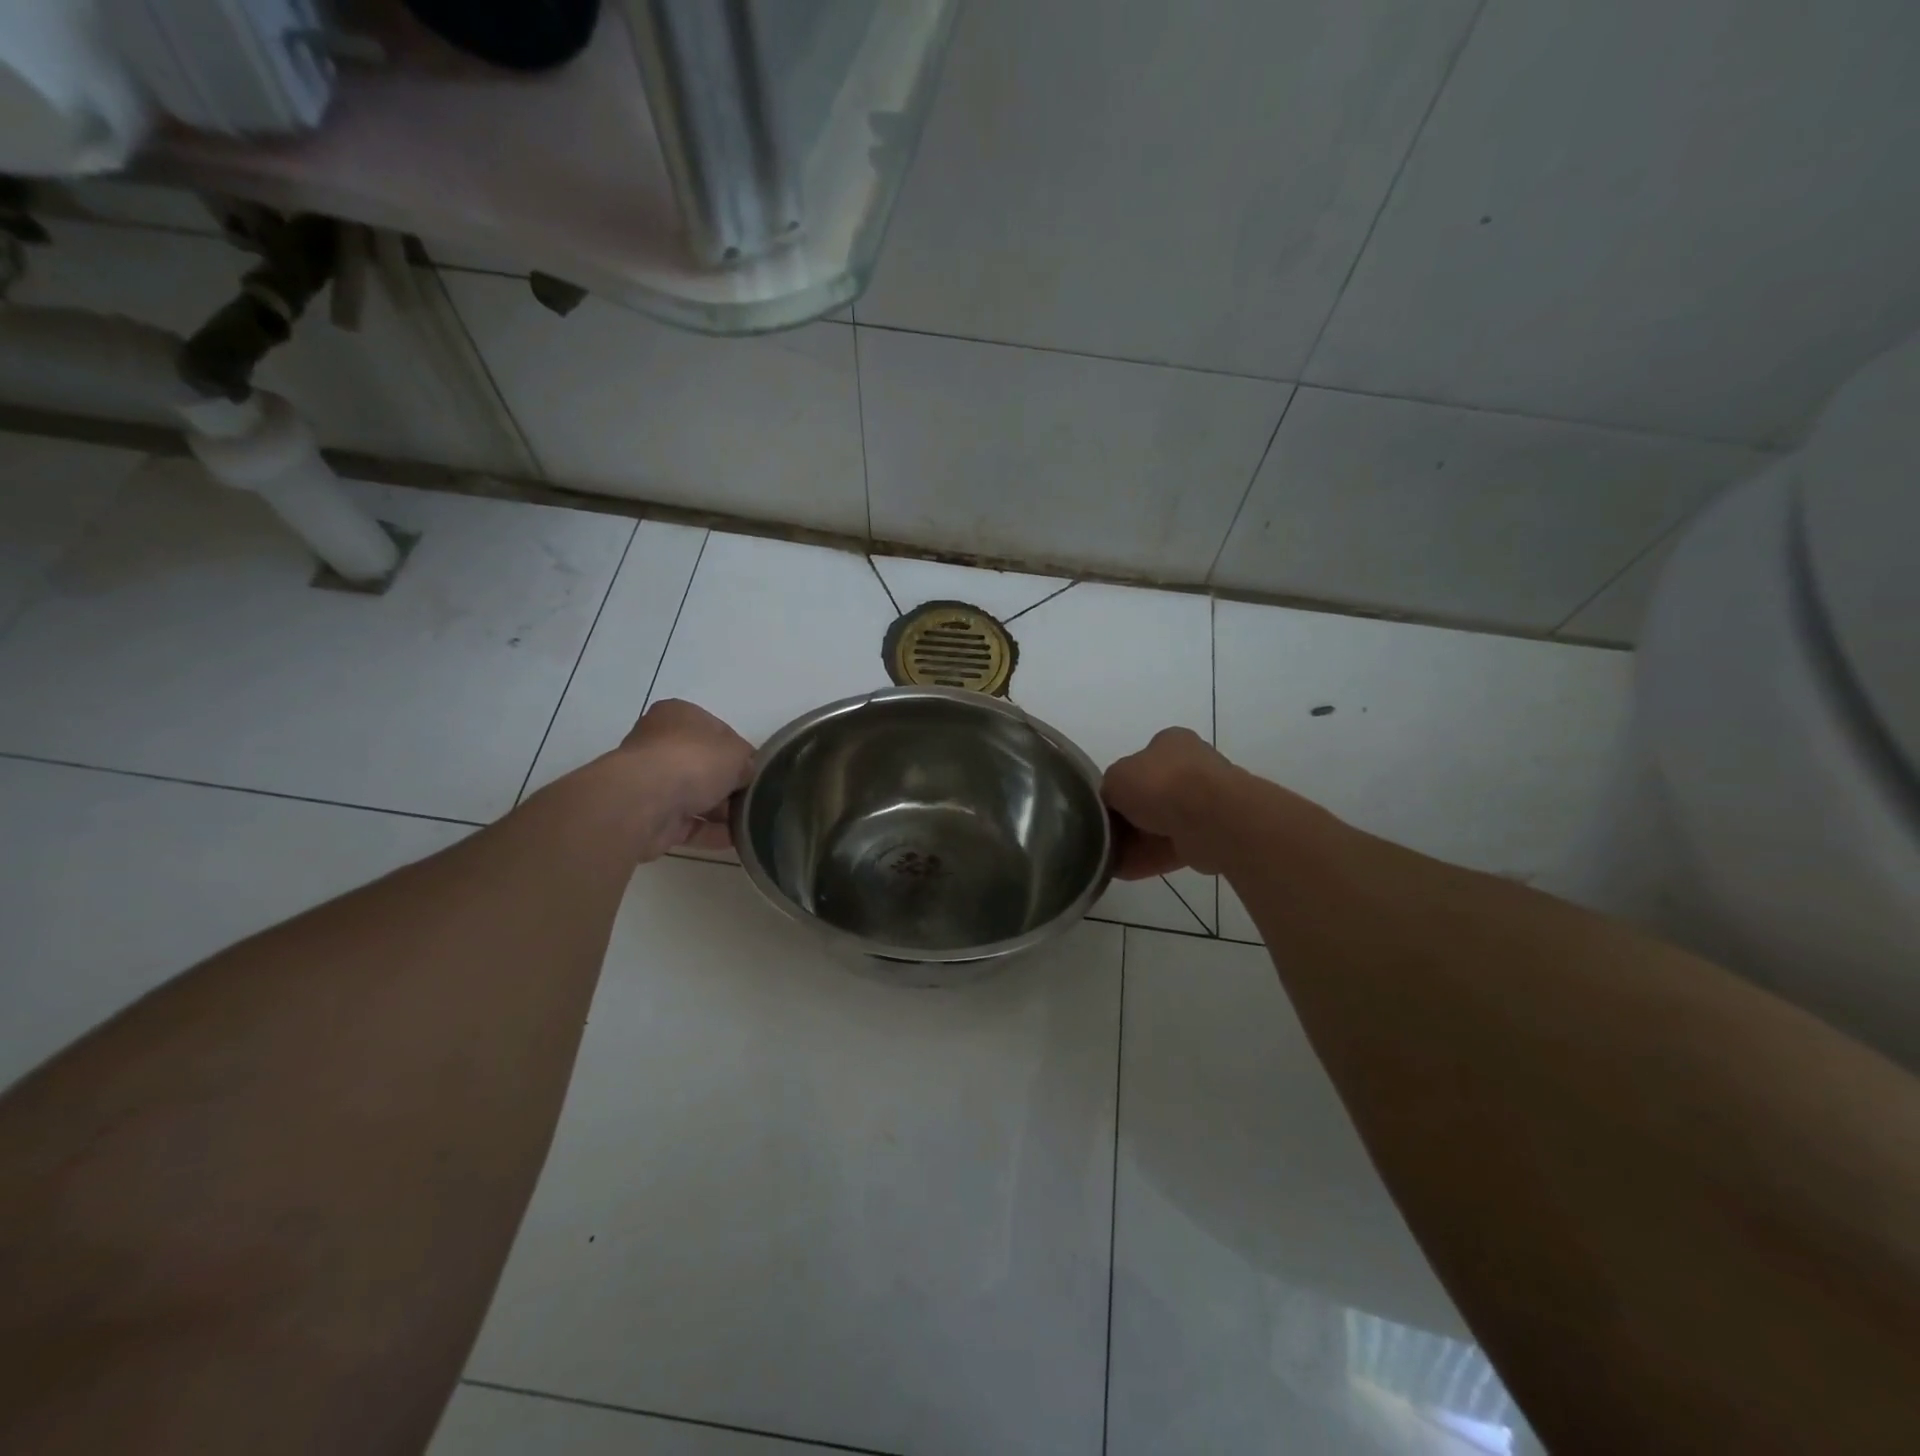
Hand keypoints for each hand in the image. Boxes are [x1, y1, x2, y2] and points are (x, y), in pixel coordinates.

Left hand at [614, 699, 753, 856]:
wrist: (644, 802)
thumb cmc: (693, 761)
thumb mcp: (736, 753)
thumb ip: (747, 762)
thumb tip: (747, 775)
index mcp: (679, 716)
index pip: (718, 732)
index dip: (740, 752)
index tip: (757, 771)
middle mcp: (660, 744)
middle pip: (705, 766)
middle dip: (730, 785)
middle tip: (756, 799)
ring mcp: (652, 782)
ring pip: (695, 796)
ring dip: (722, 811)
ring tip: (751, 824)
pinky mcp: (650, 816)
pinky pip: (688, 824)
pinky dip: (711, 832)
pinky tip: (736, 840)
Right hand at [1102, 727, 1234, 877]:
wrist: (1210, 819)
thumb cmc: (1160, 784)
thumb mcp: (1116, 778)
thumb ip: (1109, 788)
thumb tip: (1113, 804)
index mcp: (1172, 743)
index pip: (1139, 762)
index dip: (1119, 785)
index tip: (1105, 806)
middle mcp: (1192, 767)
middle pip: (1150, 795)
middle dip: (1128, 817)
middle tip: (1105, 834)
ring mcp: (1205, 802)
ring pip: (1161, 824)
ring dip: (1136, 841)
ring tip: (1108, 858)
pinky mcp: (1211, 834)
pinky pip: (1172, 846)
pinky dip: (1149, 858)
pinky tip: (1124, 870)